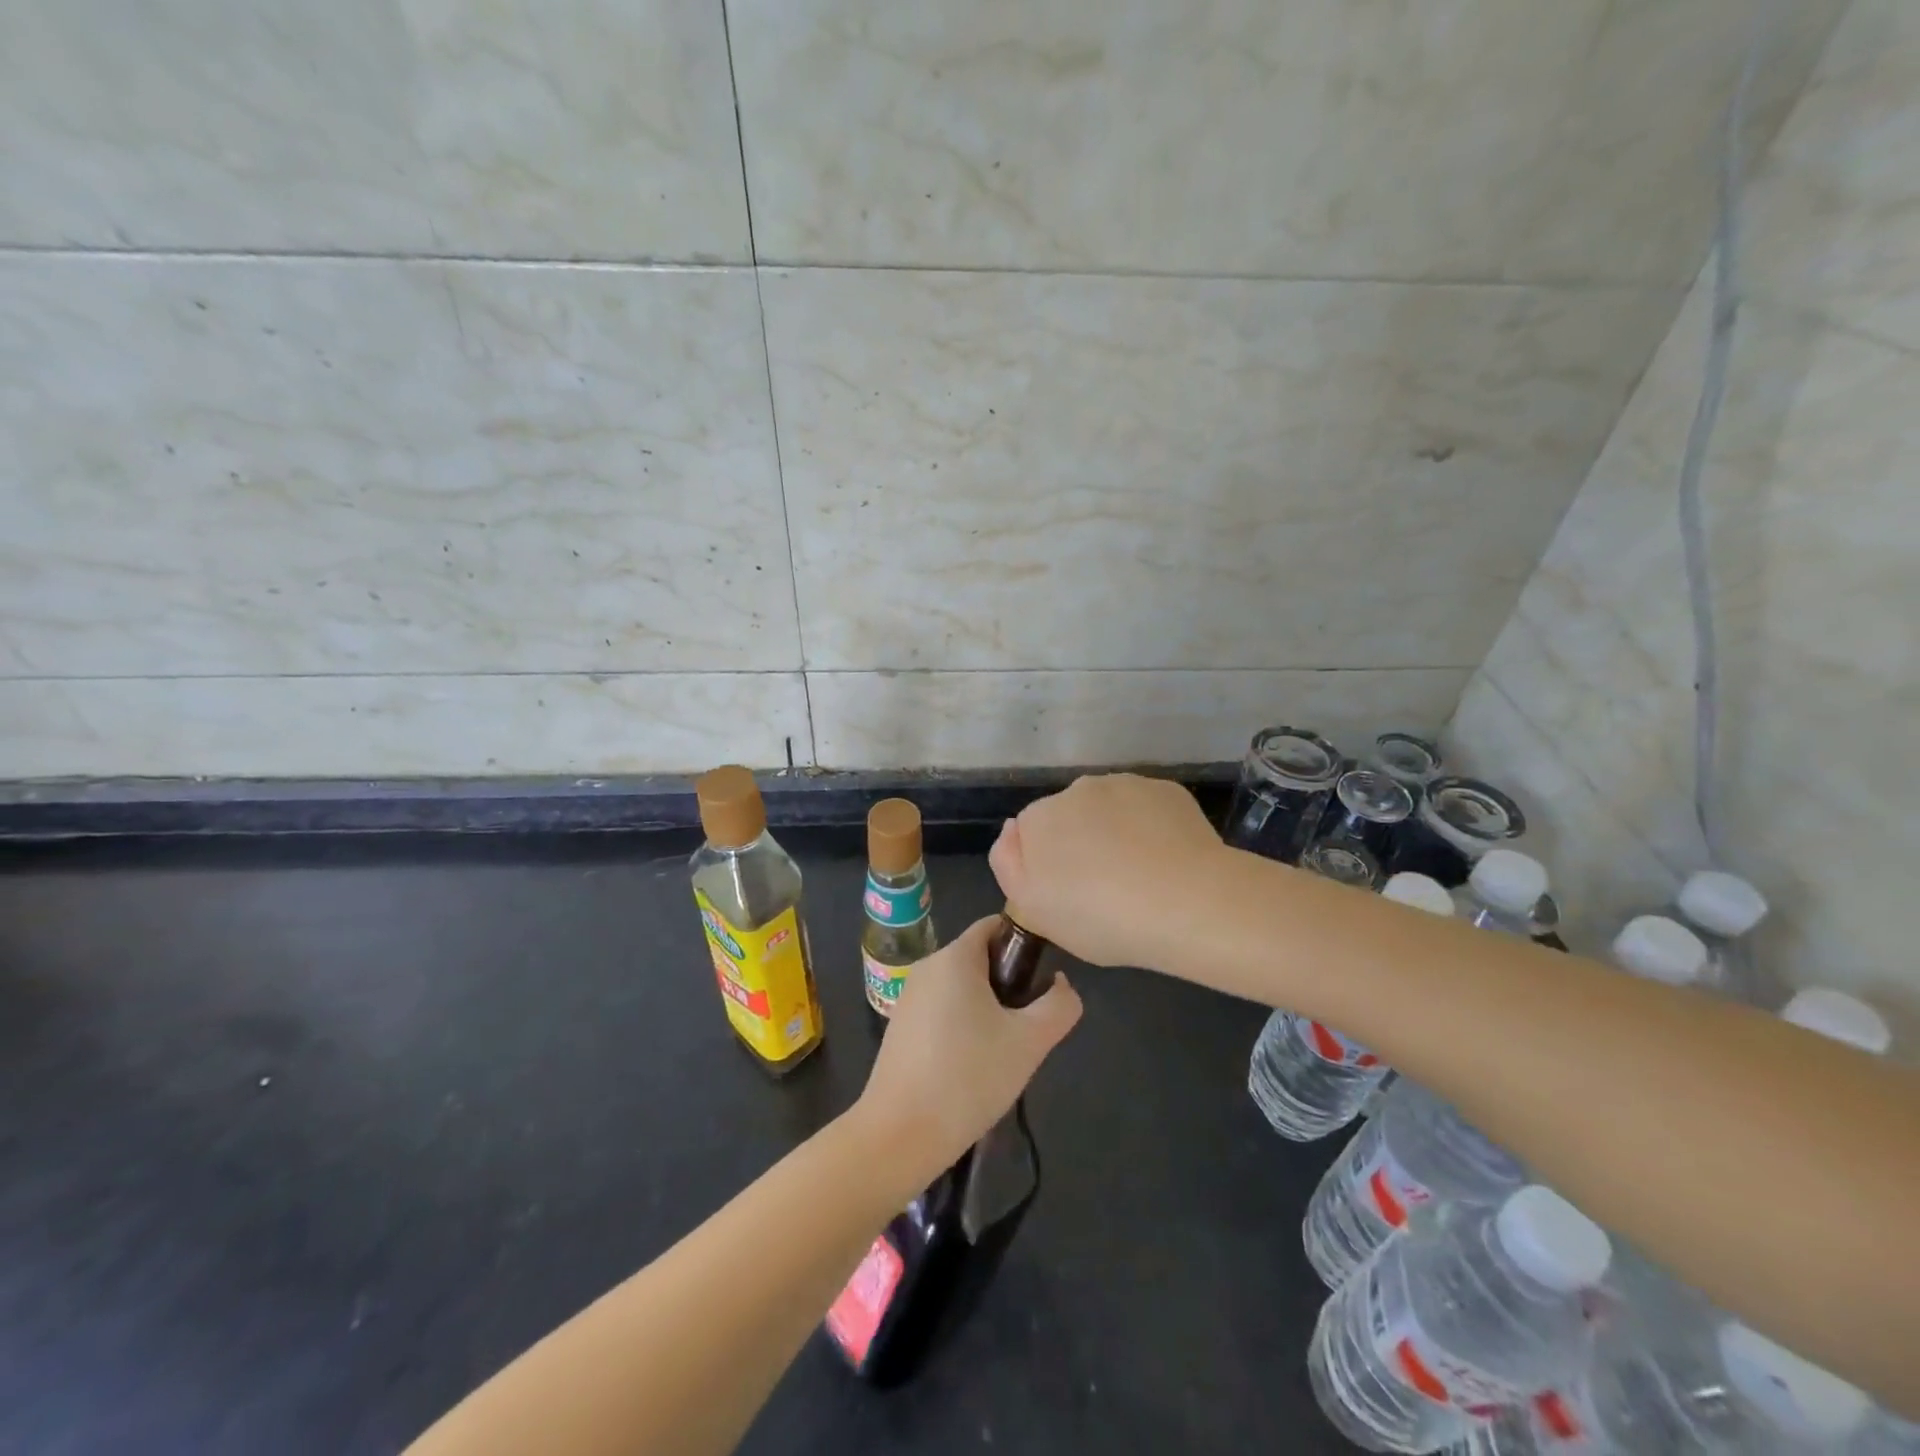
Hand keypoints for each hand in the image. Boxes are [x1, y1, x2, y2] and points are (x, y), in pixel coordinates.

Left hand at [857, 916, 1081, 1183]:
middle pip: (980, 958)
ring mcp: (909, 997)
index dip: (1025, 944)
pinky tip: (973, 1067)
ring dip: (988, 1009)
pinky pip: (943, 1011)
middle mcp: (928, 966)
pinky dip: (964, 1026)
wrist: (900, 1134)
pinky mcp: (900, 1027)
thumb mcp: (1030, 1042)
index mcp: (955, 956)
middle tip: (1027, 1027)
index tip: (1043, 980)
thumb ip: (1059, 1006)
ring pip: (962, 988)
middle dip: (1010, 984)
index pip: (995, 926)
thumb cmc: (968, 1077)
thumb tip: (1060, 986)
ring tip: (1003, 1052)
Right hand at [990, 773, 1226, 972]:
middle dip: (1080, 844)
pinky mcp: (1167, 790)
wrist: (1188, 903)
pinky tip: (1167, 862)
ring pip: (1110, 810)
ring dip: (1116, 833)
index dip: (1047, 866)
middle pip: (1070, 817)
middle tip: (1104, 890)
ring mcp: (1126, 784)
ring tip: (1141, 878)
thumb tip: (1011, 832)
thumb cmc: (1101, 916)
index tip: (1068, 896)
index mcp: (1039, 818)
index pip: (1030, 834)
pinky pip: (1148, 810)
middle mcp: (1077, 789)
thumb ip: (1009, 867)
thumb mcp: (1036, 911)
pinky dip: (1151, 829)